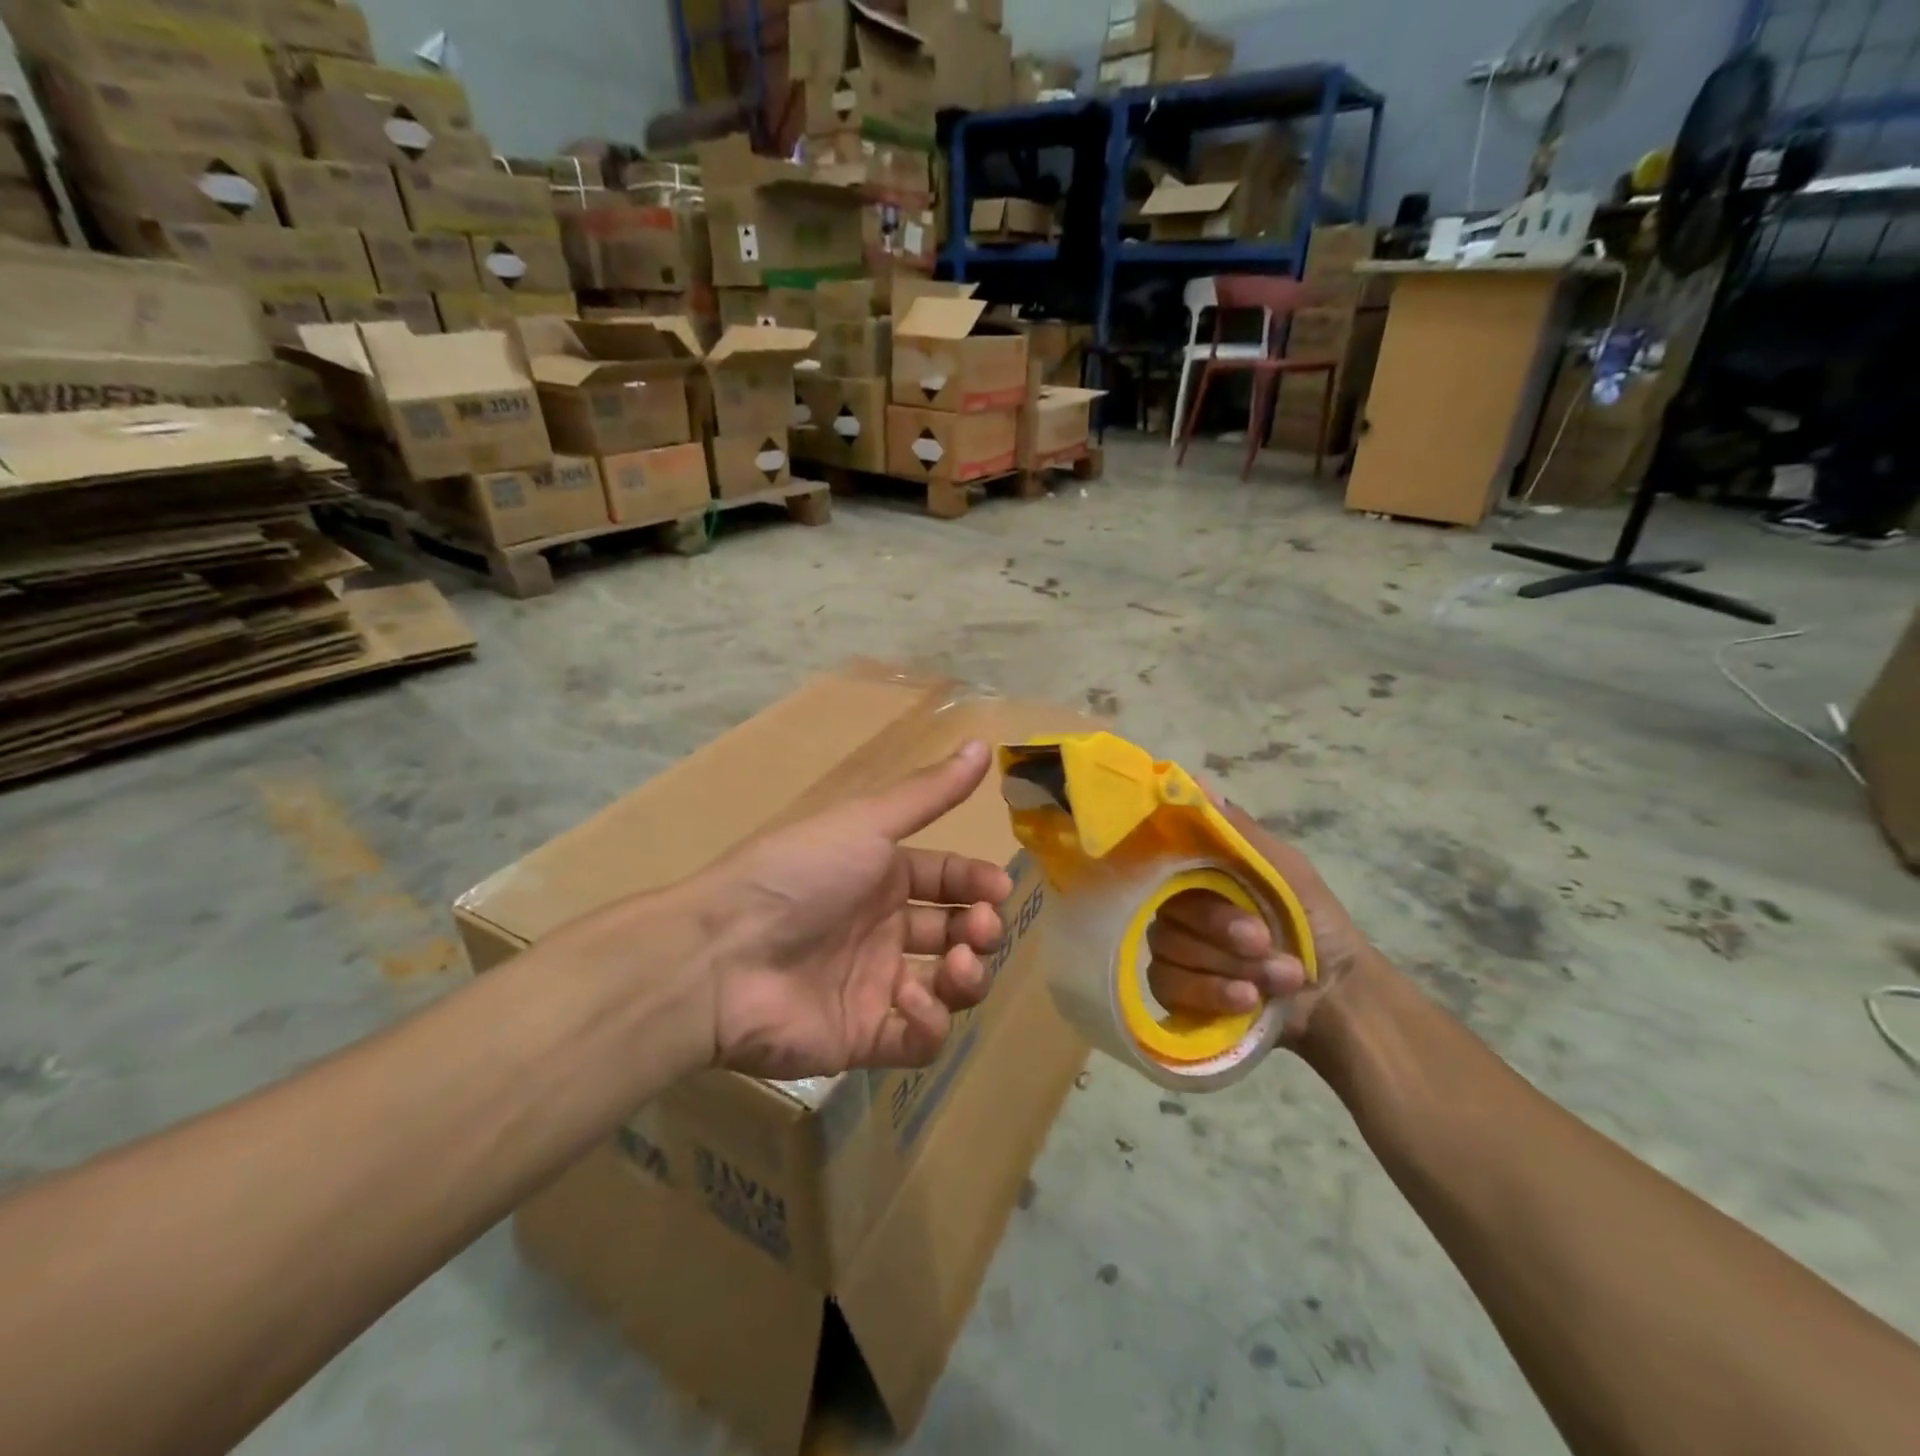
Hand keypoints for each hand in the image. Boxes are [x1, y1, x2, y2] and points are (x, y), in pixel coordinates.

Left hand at [689, 740, 1010, 1080]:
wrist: (722, 955)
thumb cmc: (800, 875)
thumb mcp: (866, 823)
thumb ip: (929, 792)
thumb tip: (984, 742)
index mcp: (881, 875)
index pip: (948, 879)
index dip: (978, 883)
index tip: (999, 888)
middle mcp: (881, 928)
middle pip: (954, 932)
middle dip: (981, 929)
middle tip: (980, 928)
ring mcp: (874, 985)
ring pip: (946, 986)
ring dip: (967, 977)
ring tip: (958, 966)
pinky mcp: (863, 1038)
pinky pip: (916, 1039)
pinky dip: (928, 1024)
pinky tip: (912, 1003)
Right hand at [1146, 796, 1376, 1046]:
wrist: (1339, 996)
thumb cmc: (1315, 923)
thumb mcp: (1288, 871)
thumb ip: (1240, 834)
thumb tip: (1197, 781)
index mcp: (1199, 876)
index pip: (1164, 868)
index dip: (1201, 891)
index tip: (1238, 901)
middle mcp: (1178, 910)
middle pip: (1168, 916)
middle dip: (1223, 933)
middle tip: (1267, 941)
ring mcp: (1173, 952)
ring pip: (1169, 951)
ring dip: (1230, 966)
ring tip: (1280, 976)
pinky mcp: (1174, 991)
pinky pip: (1167, 985)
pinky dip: (1212, 993)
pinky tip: (1248, 998)